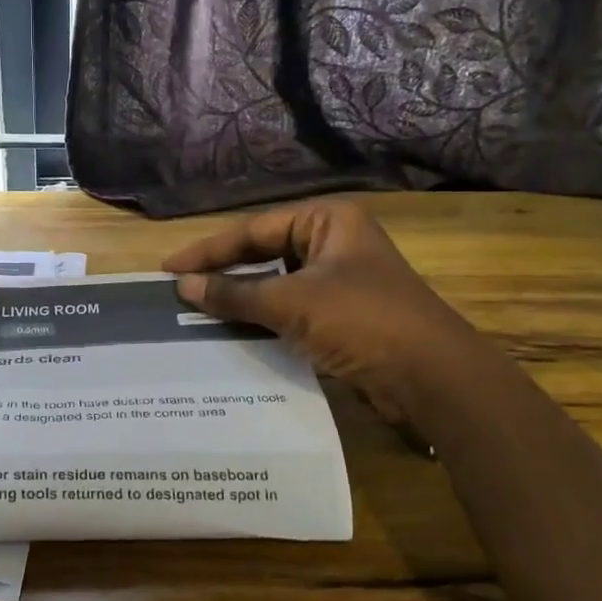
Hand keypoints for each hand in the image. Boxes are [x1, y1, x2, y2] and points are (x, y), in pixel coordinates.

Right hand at [163, 197, 471, 425]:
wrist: (433, 379)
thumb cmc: (362, 321)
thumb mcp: (291, 303)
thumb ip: (234, 293)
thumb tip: (183, 287)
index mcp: (327, 221)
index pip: (253, 230)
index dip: (208, 251)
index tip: (169, 269)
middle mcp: (333, 243)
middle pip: (264, 254)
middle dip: (223, 274)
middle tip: (179, 290)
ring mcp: (340, 281)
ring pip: (276, 284)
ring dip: (240, 300)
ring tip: (196, 313)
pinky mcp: (343, 317)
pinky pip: (290, 311)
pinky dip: (262, 321)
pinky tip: (232, 334)